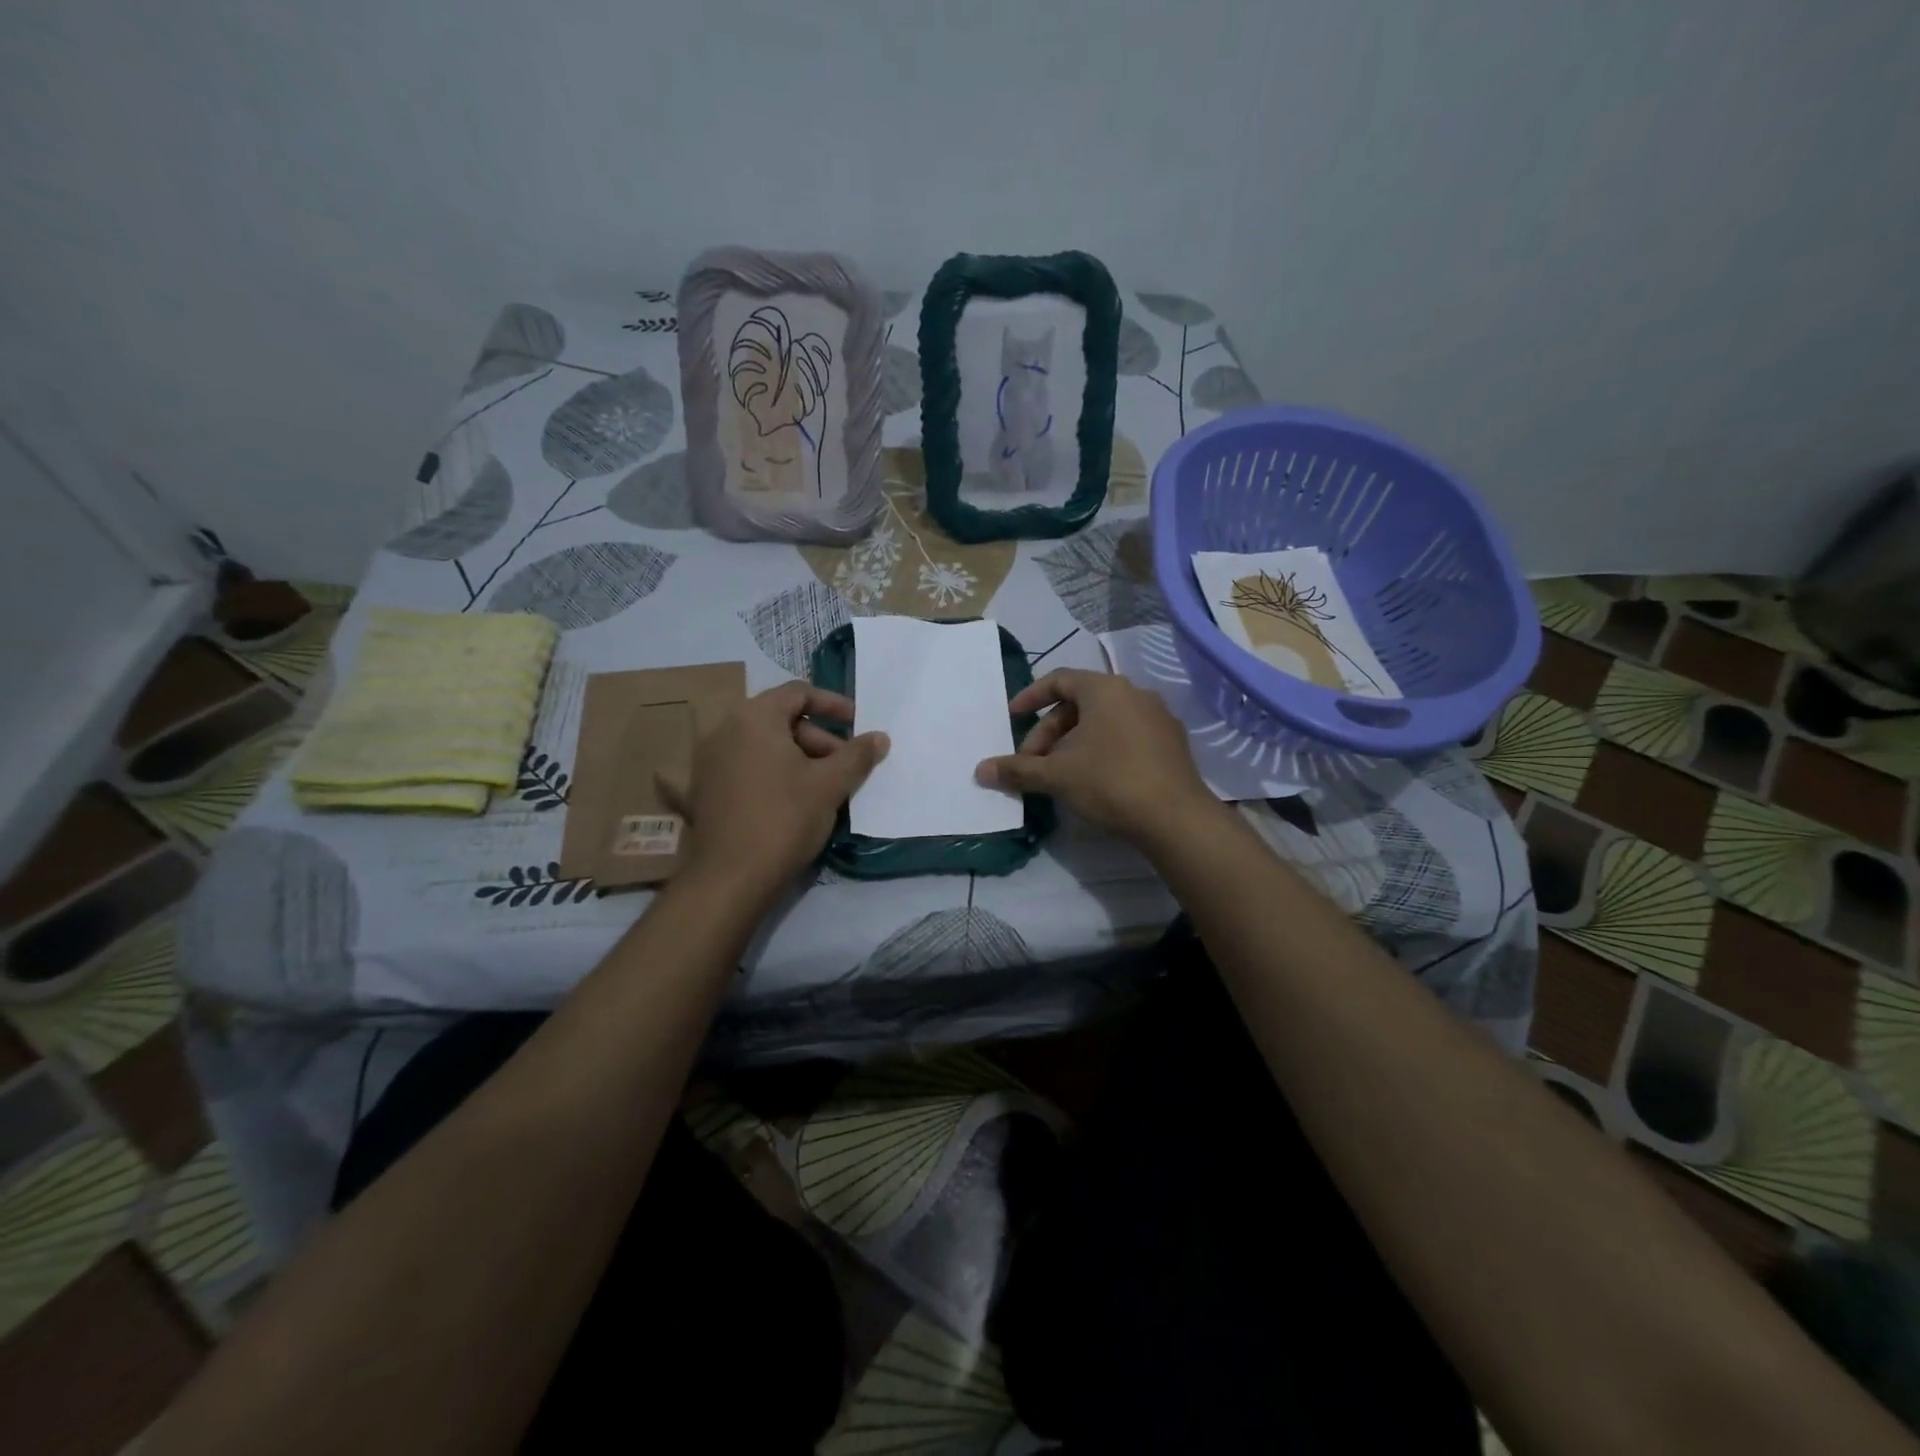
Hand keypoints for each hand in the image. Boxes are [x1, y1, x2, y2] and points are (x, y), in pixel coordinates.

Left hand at [668, 682, 887, 896]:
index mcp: (753, 718)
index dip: (833, 704)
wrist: (729, 878)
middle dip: (820, 739)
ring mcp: (710, 760)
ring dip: (800, 758)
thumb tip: (880, 737)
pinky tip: (797, 801)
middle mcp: (725, 729)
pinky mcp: (707, 789)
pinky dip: (776, 772)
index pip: (798, 693)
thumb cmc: (783, 819)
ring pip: (765, 745)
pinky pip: (748, 766)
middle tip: (845, 766)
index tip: (858, 723)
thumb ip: (857, 755)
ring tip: (826, 788)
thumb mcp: (829, 785)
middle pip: (781, 719)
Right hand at [974, 668, 1217, 842]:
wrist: (1176, 818)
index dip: (1031, 697)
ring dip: (1074, 743)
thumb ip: (1017, 770)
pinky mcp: (1172, 744)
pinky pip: (1126, 736)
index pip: (1059, 680)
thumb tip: (980, 771)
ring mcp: (1158, 718)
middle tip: (1032, 763)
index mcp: (1106, 689)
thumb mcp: (1057, 776)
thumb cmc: (1110, 782)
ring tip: (1059, 774)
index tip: (1012, 717)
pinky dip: (1102, 750)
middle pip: (1080, 704)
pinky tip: (1093, 780)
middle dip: (1050, 732)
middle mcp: (1134, 694)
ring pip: (1104, 722)